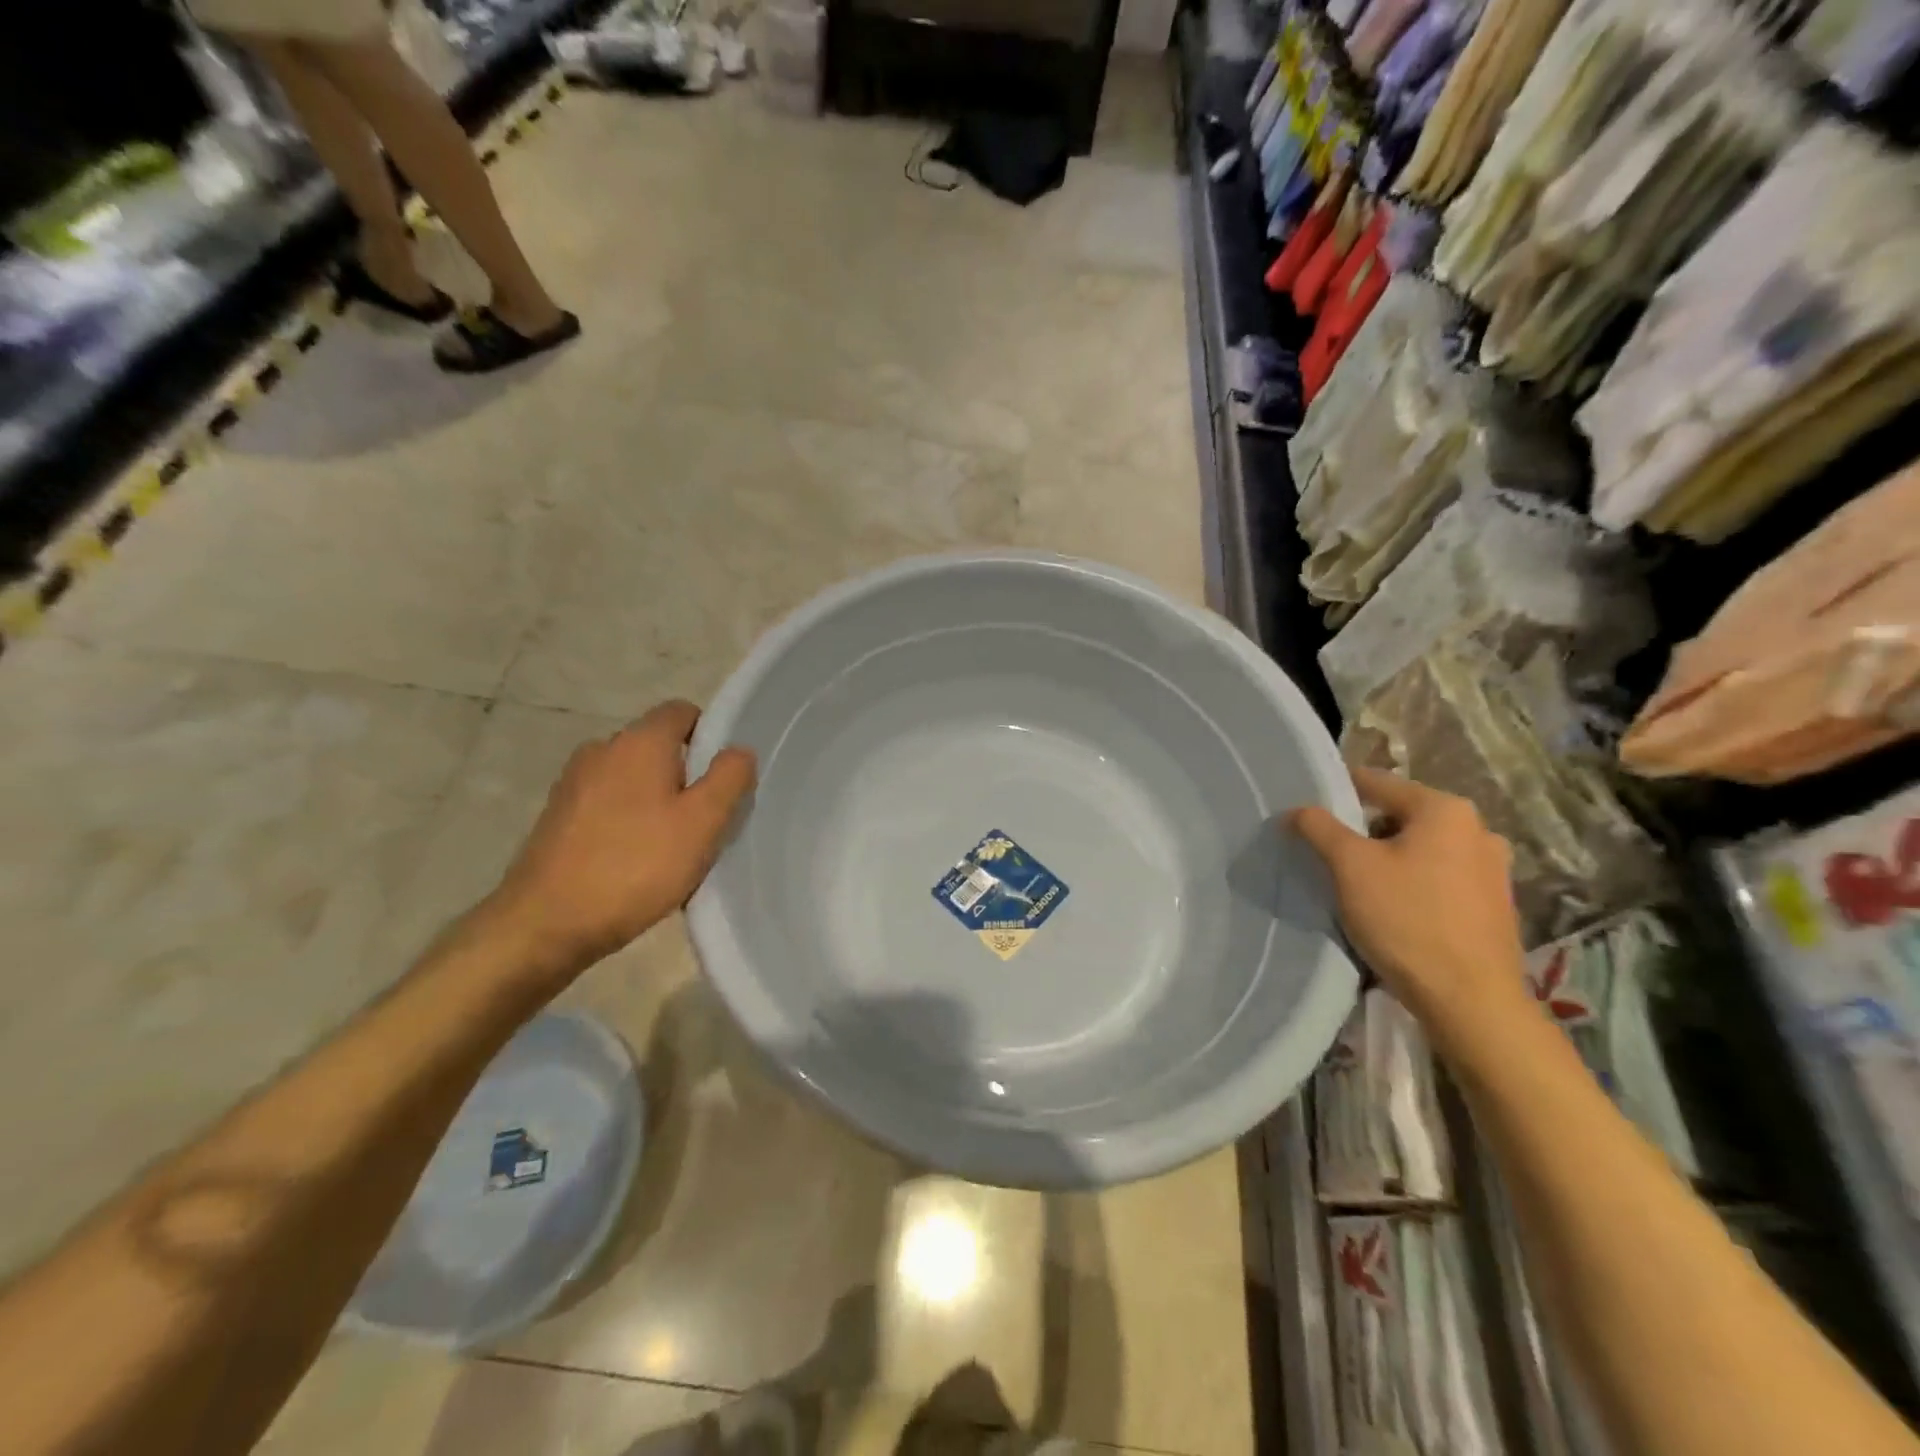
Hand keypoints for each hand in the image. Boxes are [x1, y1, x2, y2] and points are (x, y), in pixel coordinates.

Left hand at [488, 700, 756, 976]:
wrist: (545, 924)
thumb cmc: (636, 866)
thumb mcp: (703, 822)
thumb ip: (730, 778)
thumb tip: (738, 751)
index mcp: (639, 742)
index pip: (682, 712)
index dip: (710, 737)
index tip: (724, 779)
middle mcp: (602, 750)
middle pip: (658, 748)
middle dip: (686, 777)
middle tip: (705, 823)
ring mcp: (574, 783)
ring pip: (633, 779)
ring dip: (657, 803)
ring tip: (672, 849)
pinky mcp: (558, 817)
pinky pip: (608, 805)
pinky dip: (628, 822)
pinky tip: (636, 864)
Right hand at [1290, 768, 1529, 1045]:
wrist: (1471, 1001)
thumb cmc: (1407, 920)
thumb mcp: (1349, 866)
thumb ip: (1319, 827)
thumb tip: (1296, 811)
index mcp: (1444, 809)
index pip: (1374, 782)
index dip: (1334, 793)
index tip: (1306, 815)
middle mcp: (1477, 829)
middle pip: (1398, 816)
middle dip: (1362, 832)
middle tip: (1330, 857)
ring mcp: (1492, 868)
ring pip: (1420, 849)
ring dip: (1388, 860)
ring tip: (1358, 887)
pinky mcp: (1495, 904)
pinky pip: (1440, 877)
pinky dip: (1413, 883)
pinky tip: (1395, 911)